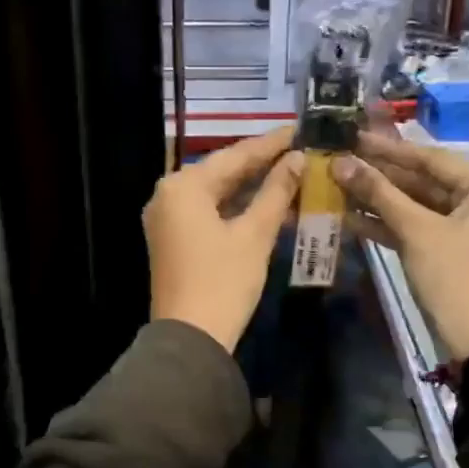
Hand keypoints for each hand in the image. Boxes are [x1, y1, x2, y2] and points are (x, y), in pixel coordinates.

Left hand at [145, 127, 304, 352]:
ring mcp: (168, 218)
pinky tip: (269, 204)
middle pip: (223, 171)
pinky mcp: (174, 238)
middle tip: (300, 149)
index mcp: (183, 186)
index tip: (300, 129)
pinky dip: (237, 208)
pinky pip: (209, 211)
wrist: (190, 338)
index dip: (270, 144)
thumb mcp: (254, 234)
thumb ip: (276, 192)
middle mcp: (168, 194)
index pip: (235, 155)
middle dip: (262, 164)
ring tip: (292, 173)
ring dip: (253, 187)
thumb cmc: (223, 282)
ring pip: (217, 192)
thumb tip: (297, 159)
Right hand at [332, 133, 468, 360]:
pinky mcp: (448, 250)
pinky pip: (416, 228)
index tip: (354, 137)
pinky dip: (387, 224)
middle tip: (340, 160)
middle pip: (422, 181)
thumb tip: (340, 163)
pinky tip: (351, 216)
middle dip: (380, 176)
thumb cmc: (456, 276)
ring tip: (338, 185)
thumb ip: (379, 194)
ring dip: (378, 200)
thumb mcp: (417, 231)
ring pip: (415, 205)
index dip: (389, 149)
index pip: (431, 158)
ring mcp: (464, 227)